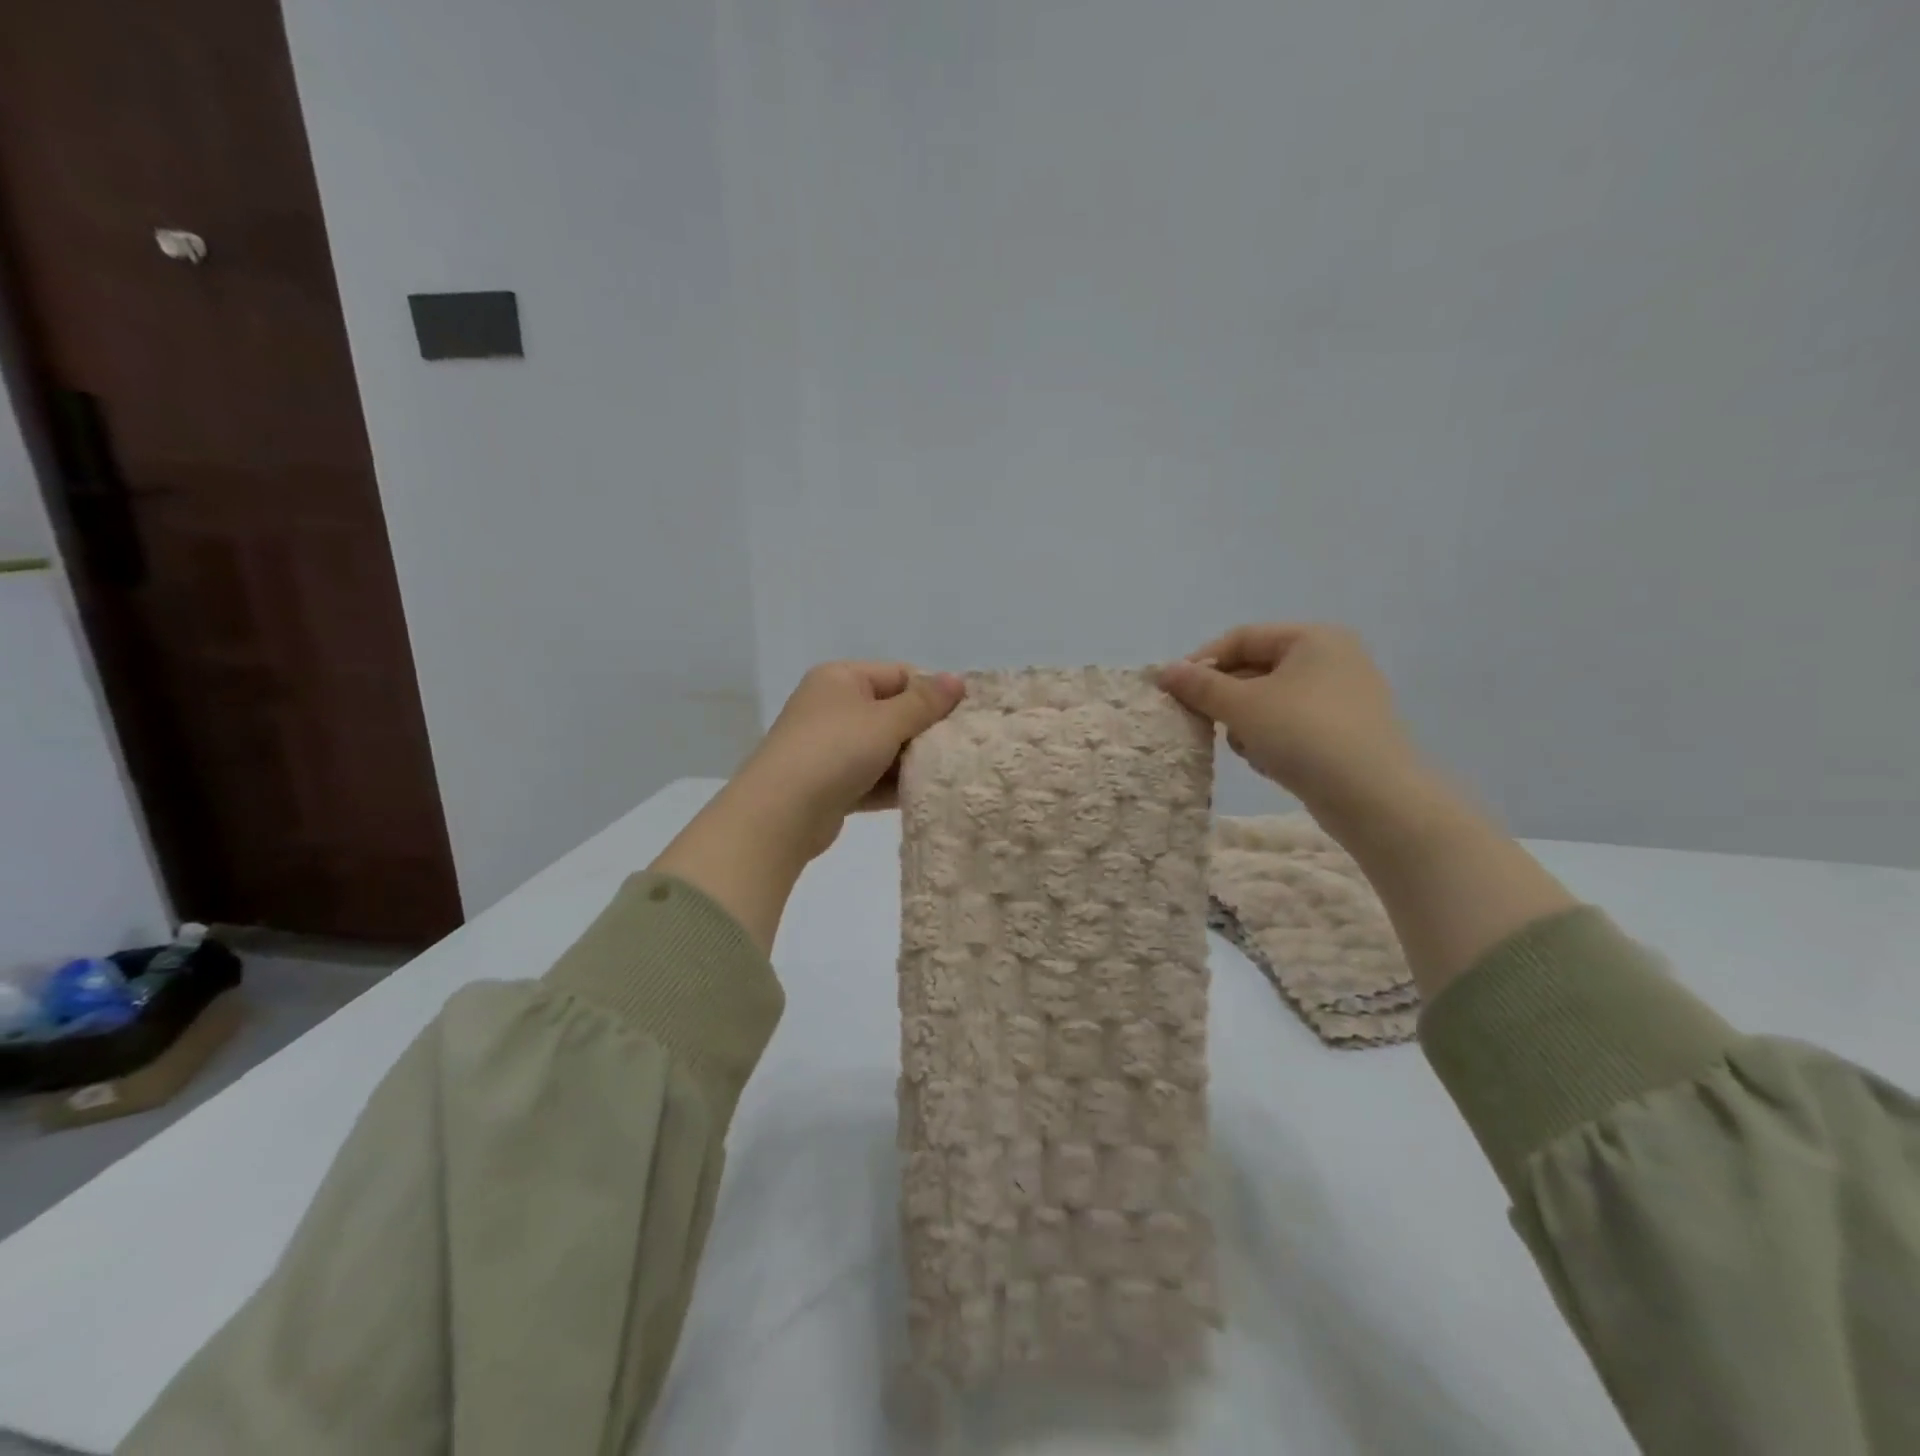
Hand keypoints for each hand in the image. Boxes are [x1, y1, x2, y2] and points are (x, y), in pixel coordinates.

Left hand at [650, 663, 963, 951]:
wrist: (781, 813)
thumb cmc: (835, 751)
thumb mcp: (886, 721)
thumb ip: (925, 702)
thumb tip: (958, 679)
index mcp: (840, 678)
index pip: (898, 675)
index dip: (931, 693)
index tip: (963, 716)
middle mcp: (832, 707)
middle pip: (892, 712)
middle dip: (923, 731)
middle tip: (959, 748)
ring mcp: (828, 747)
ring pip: (883, 748)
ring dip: (911, 761)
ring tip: (948, 774)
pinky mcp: (830, 784)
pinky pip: (871, 777)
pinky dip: (893, 784)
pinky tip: (923, 795)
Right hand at [1158, 624, 1422, 821]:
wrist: (1374, 798)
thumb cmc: (1304, 735)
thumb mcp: (1243, 706)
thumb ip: (1200, 686)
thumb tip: (1165, 671)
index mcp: (1313, 639)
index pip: (1242, 638)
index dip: (1202, 661)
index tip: (1174, 690)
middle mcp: (1332, 659)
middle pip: (1255, 669)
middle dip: (1225, 698)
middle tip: (1202, 722)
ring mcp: (1341, 698)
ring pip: (1269, 701)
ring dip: (1246, 724)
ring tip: (1247, 748)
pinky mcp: (1343, 733)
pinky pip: (1290, 726)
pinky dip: (1271, 740)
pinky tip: (1270, 763)